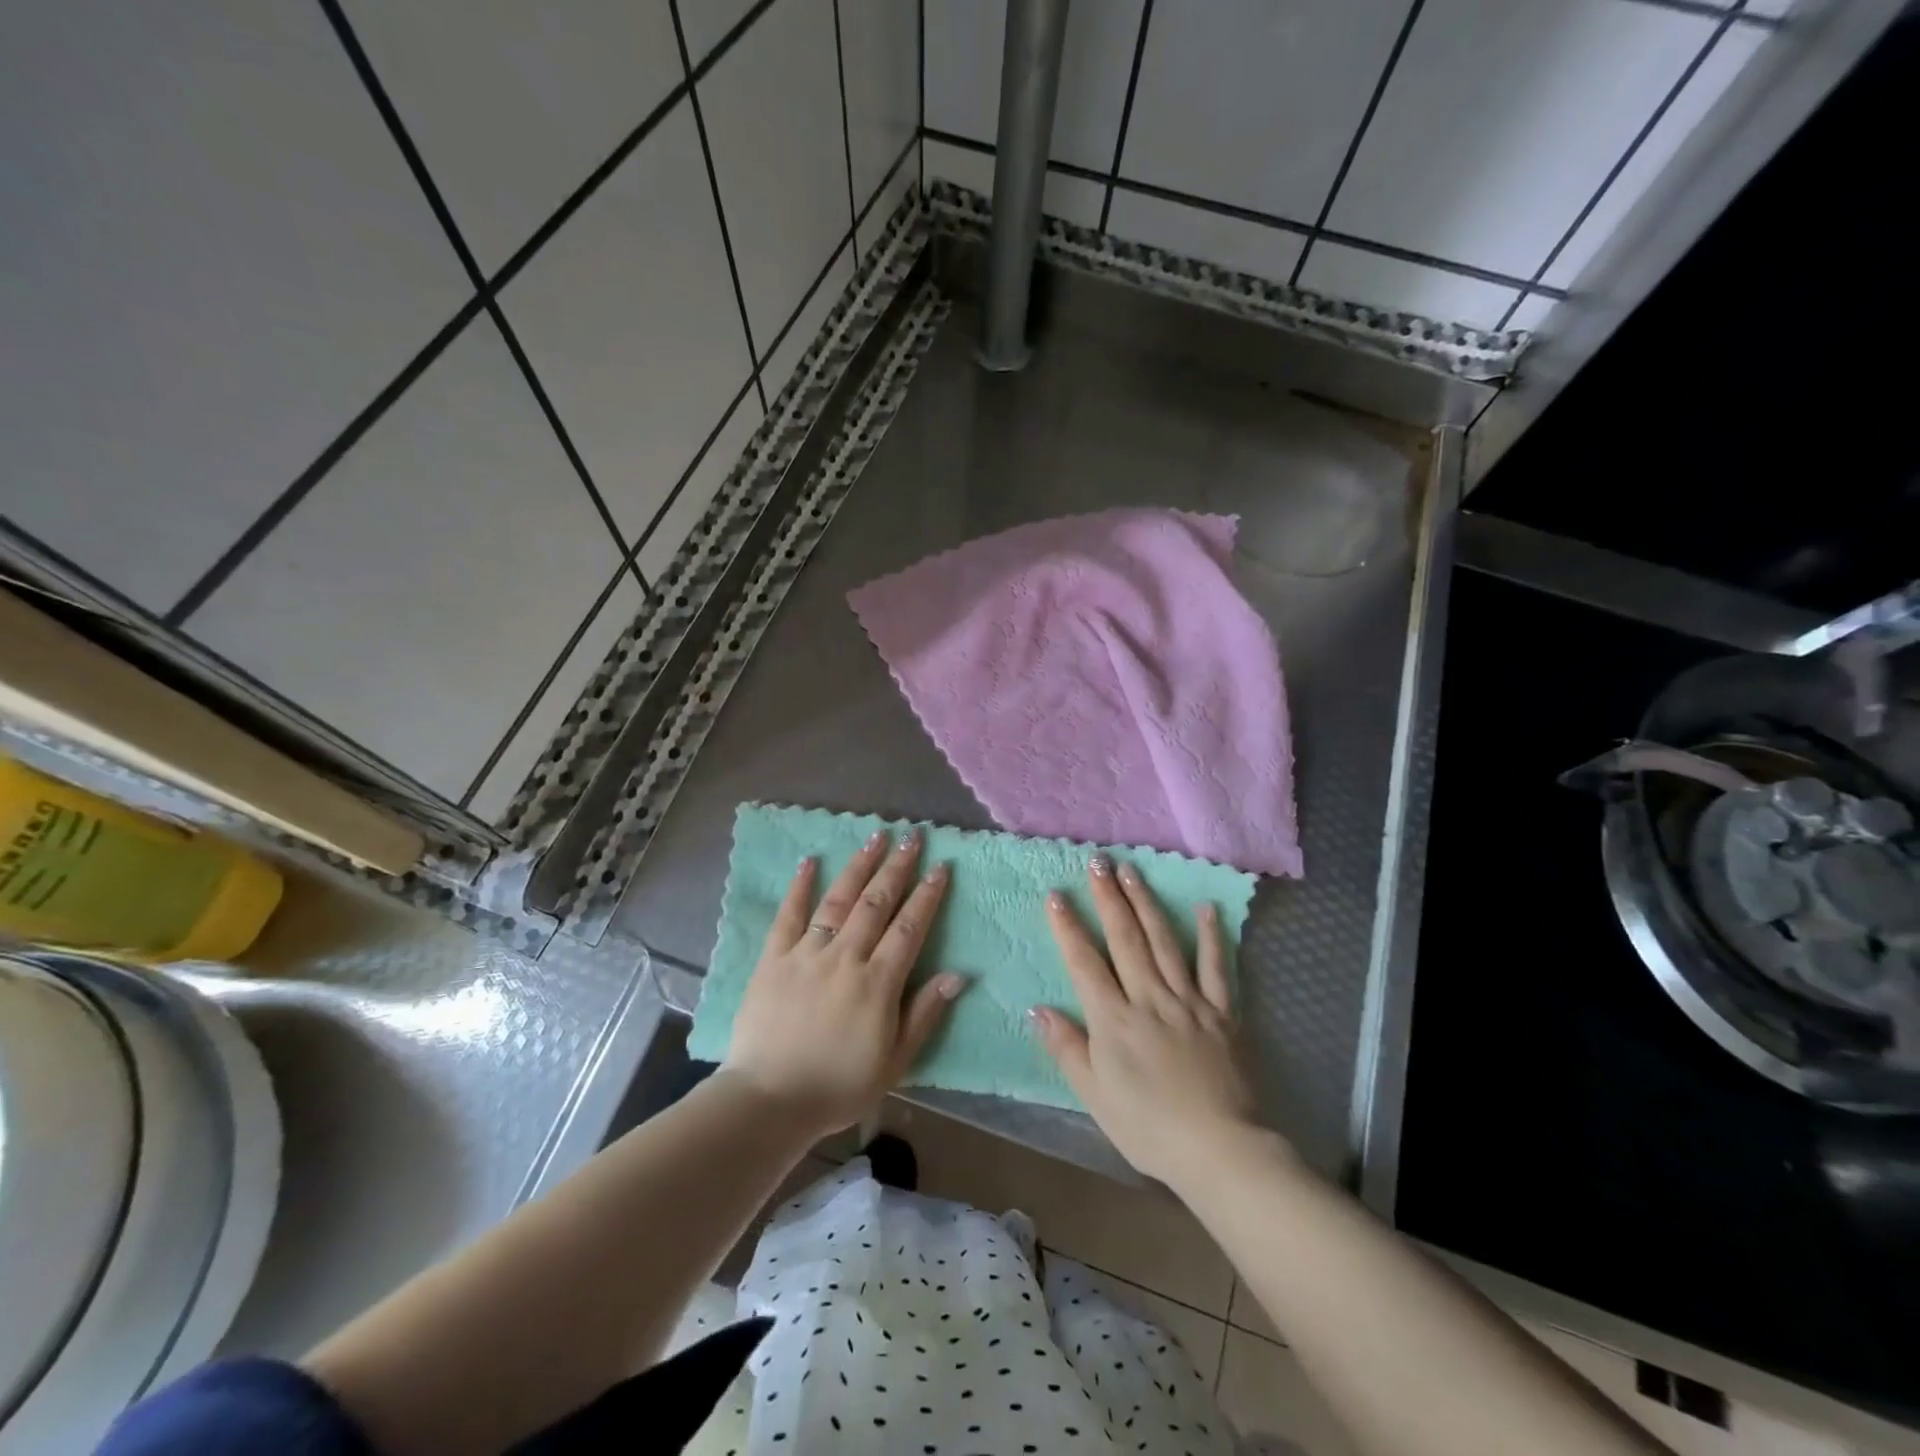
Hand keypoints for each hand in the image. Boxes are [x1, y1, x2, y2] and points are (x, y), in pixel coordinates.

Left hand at [722, 828, 965, 1136]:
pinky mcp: (773, 958)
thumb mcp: (895, 1061)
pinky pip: (788, 915)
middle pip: (876, 903)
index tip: (940, 867)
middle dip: (897, 867)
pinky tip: (810, 861)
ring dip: (859, 866)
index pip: (909, 927)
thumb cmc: (839, 1086)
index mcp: (877, 982)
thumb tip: (957, 974)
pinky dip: (800, 887)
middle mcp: (845, 957)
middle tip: (912, 837)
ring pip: (838, 900)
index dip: (927, 895)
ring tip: (875, 836)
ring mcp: (806, 953)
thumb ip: (925, 1014)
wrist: (770, 1100)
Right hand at [1031, 854, 1263, 1186]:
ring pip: (1164, 941)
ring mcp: (1189, 1000)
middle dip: (1108, 898)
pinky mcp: (1223, 1012)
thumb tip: (1037, 1009)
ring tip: (1132, 871)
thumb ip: (1067, 1048)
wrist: (1220, 1149)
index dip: (1067, 927)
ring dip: (1146, 903)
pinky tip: (1207, 908)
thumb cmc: (1148, 1127)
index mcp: (1114, 1020)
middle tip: (1097, 862)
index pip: (1085, 963)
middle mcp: (1149, 998)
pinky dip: (1213, 936)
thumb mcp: (1095, 1095)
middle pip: (1125, 939)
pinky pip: (1217, 967)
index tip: (1056, 894)